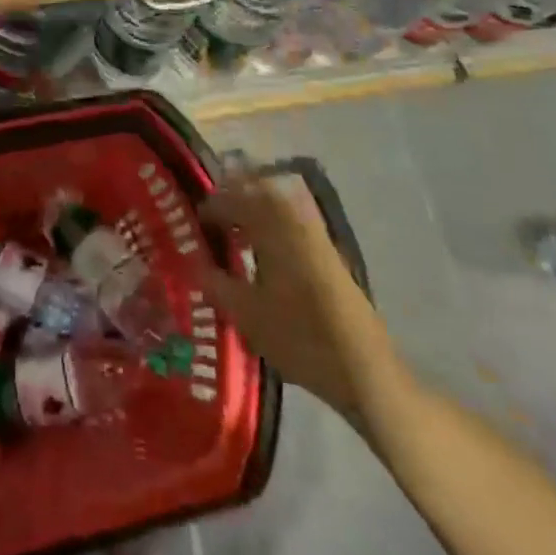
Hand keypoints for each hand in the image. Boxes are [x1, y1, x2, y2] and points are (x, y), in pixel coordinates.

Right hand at [199, 175, 408, 430]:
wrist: (363, 366)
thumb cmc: (300, 336)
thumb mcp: (246, 314)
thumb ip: (214, 282)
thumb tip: (192, 261)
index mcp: (270, 222)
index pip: (230, 198)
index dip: (208, 208)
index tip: (192, 224)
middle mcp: (292, 215)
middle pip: (255, 188)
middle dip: (231, 198)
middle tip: (211, 221)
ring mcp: (314, 229)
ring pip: (275, 202)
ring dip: (252, 209)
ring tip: (233, 237)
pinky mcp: (327, 248)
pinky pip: (290, 218)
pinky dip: (271, 223)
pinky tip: (262, 254)